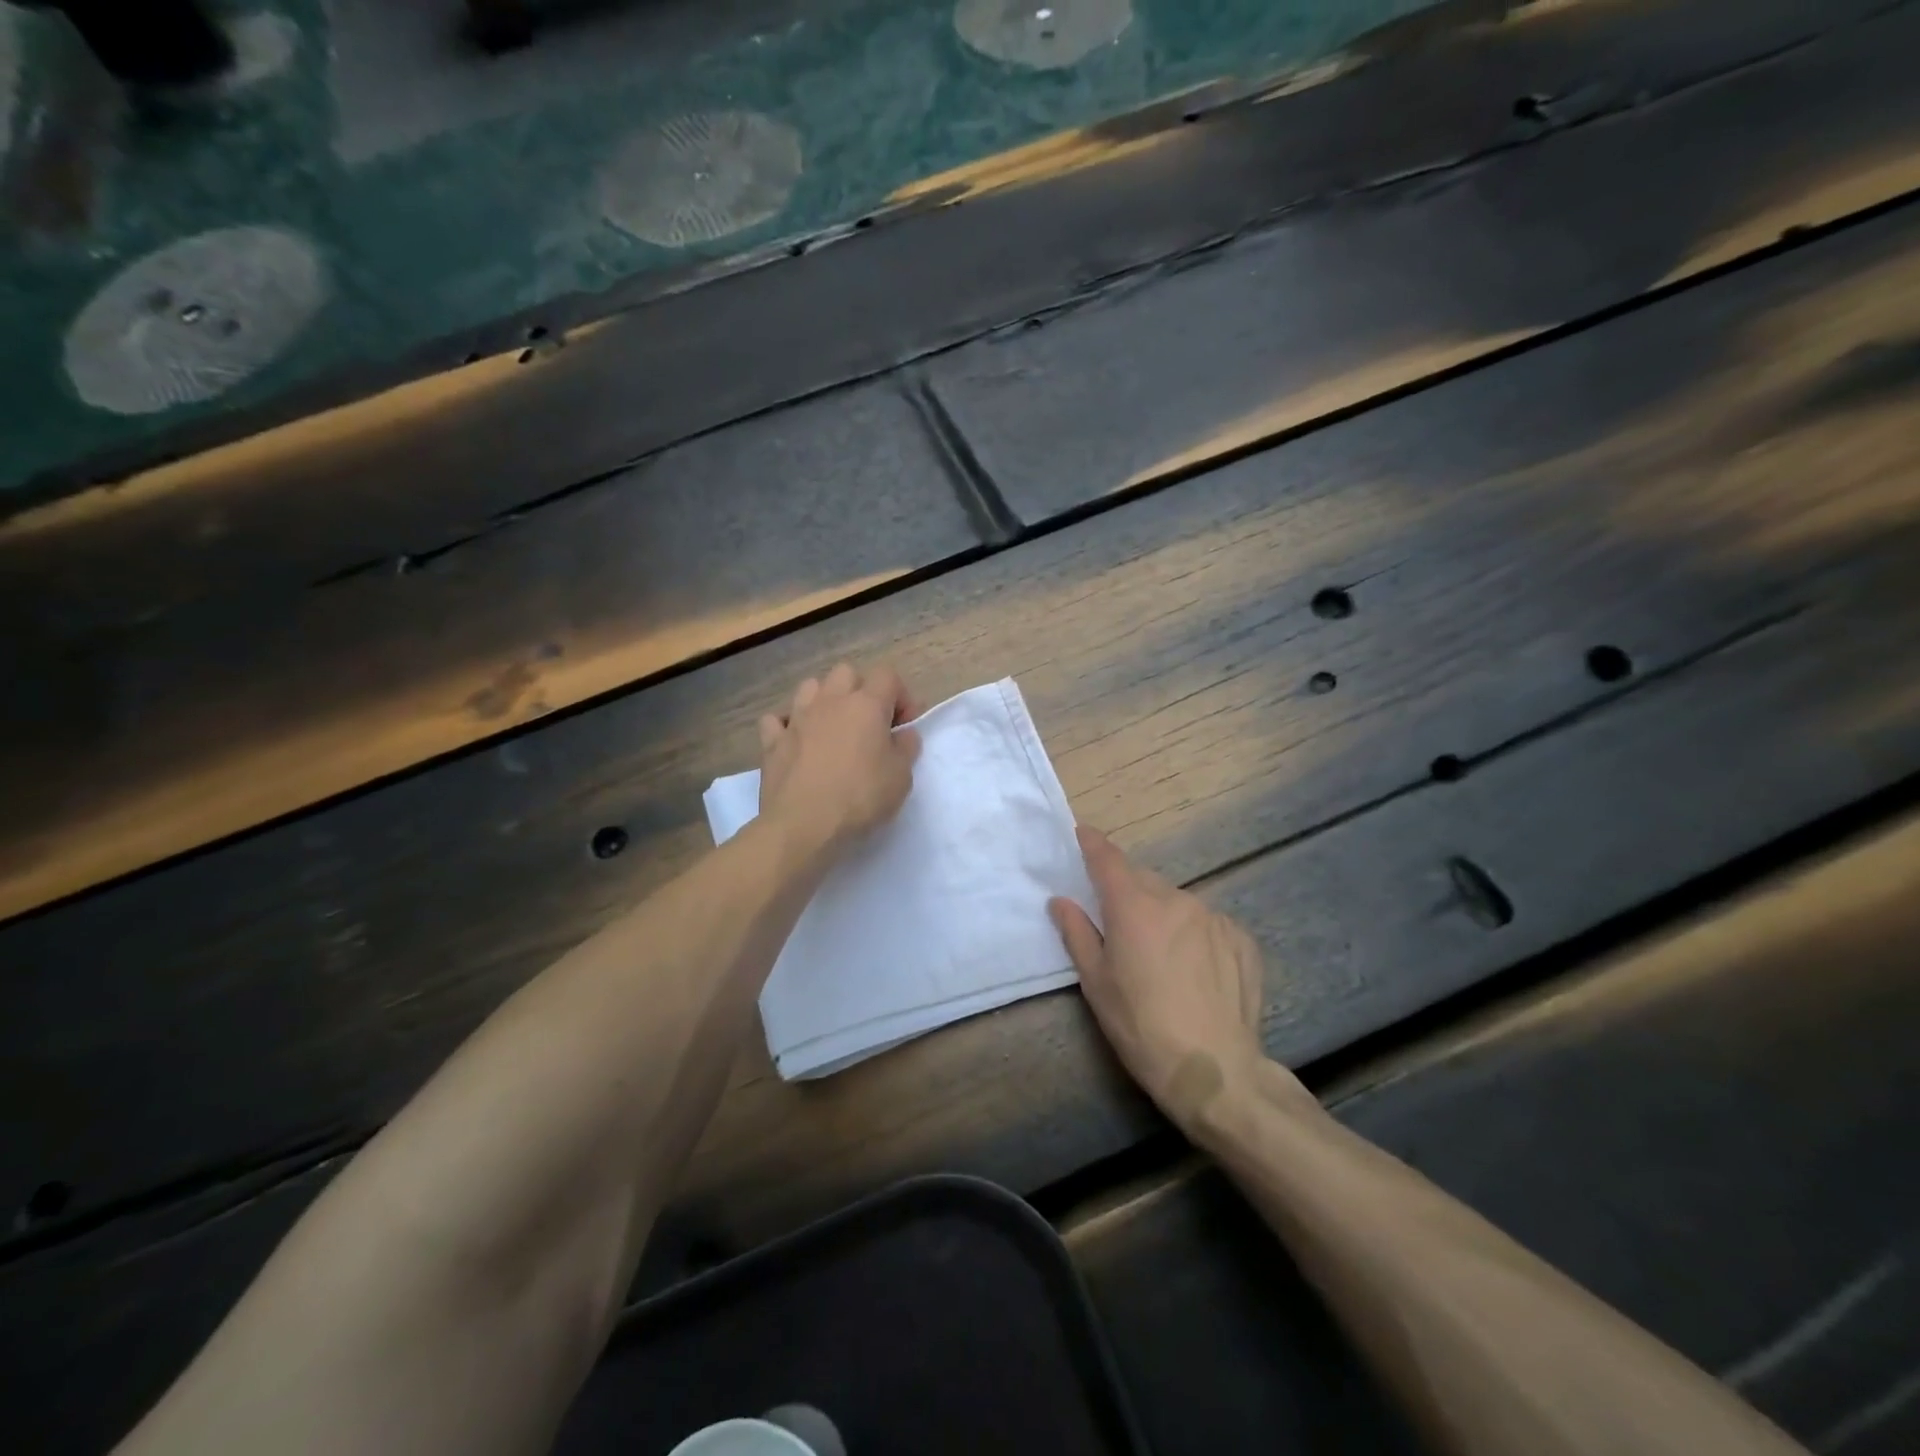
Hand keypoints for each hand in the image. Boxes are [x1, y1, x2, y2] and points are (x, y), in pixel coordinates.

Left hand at [758, 662, 920, 863]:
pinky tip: (796, 742)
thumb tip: (903, 734)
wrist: (804, 825)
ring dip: (824, 700)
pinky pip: (777, 719)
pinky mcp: (772, 742)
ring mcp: (797, 719)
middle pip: (846, 673)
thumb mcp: (901, 777)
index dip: (900, 696)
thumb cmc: (861, 798)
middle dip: (861, 690)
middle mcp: (830, 701)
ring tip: (832, 727)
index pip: (887, 676)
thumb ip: (906, 748)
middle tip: (870, 723)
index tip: (904, 725)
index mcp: (866, 705)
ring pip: (810, 686)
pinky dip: (787, 725)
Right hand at [1050, 827, 1277, 1135]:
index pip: (1108, 859)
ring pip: (1178, 902)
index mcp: (1134, 906)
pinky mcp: (1242, 939)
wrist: (1215, 1070)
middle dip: (1128, 890)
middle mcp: (1176, 899)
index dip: (1093, 844)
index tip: (1084, 834)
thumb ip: (1077, 933)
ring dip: (1163, 914)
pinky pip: (1208, 923)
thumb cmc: (1141, 1027)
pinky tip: (1196, 970)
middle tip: (1119, 921)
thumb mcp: (1096, 983)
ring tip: (1161, 956)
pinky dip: (1194, 933)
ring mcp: (1214, 917)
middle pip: (1144, 880)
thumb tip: (1061, 901)